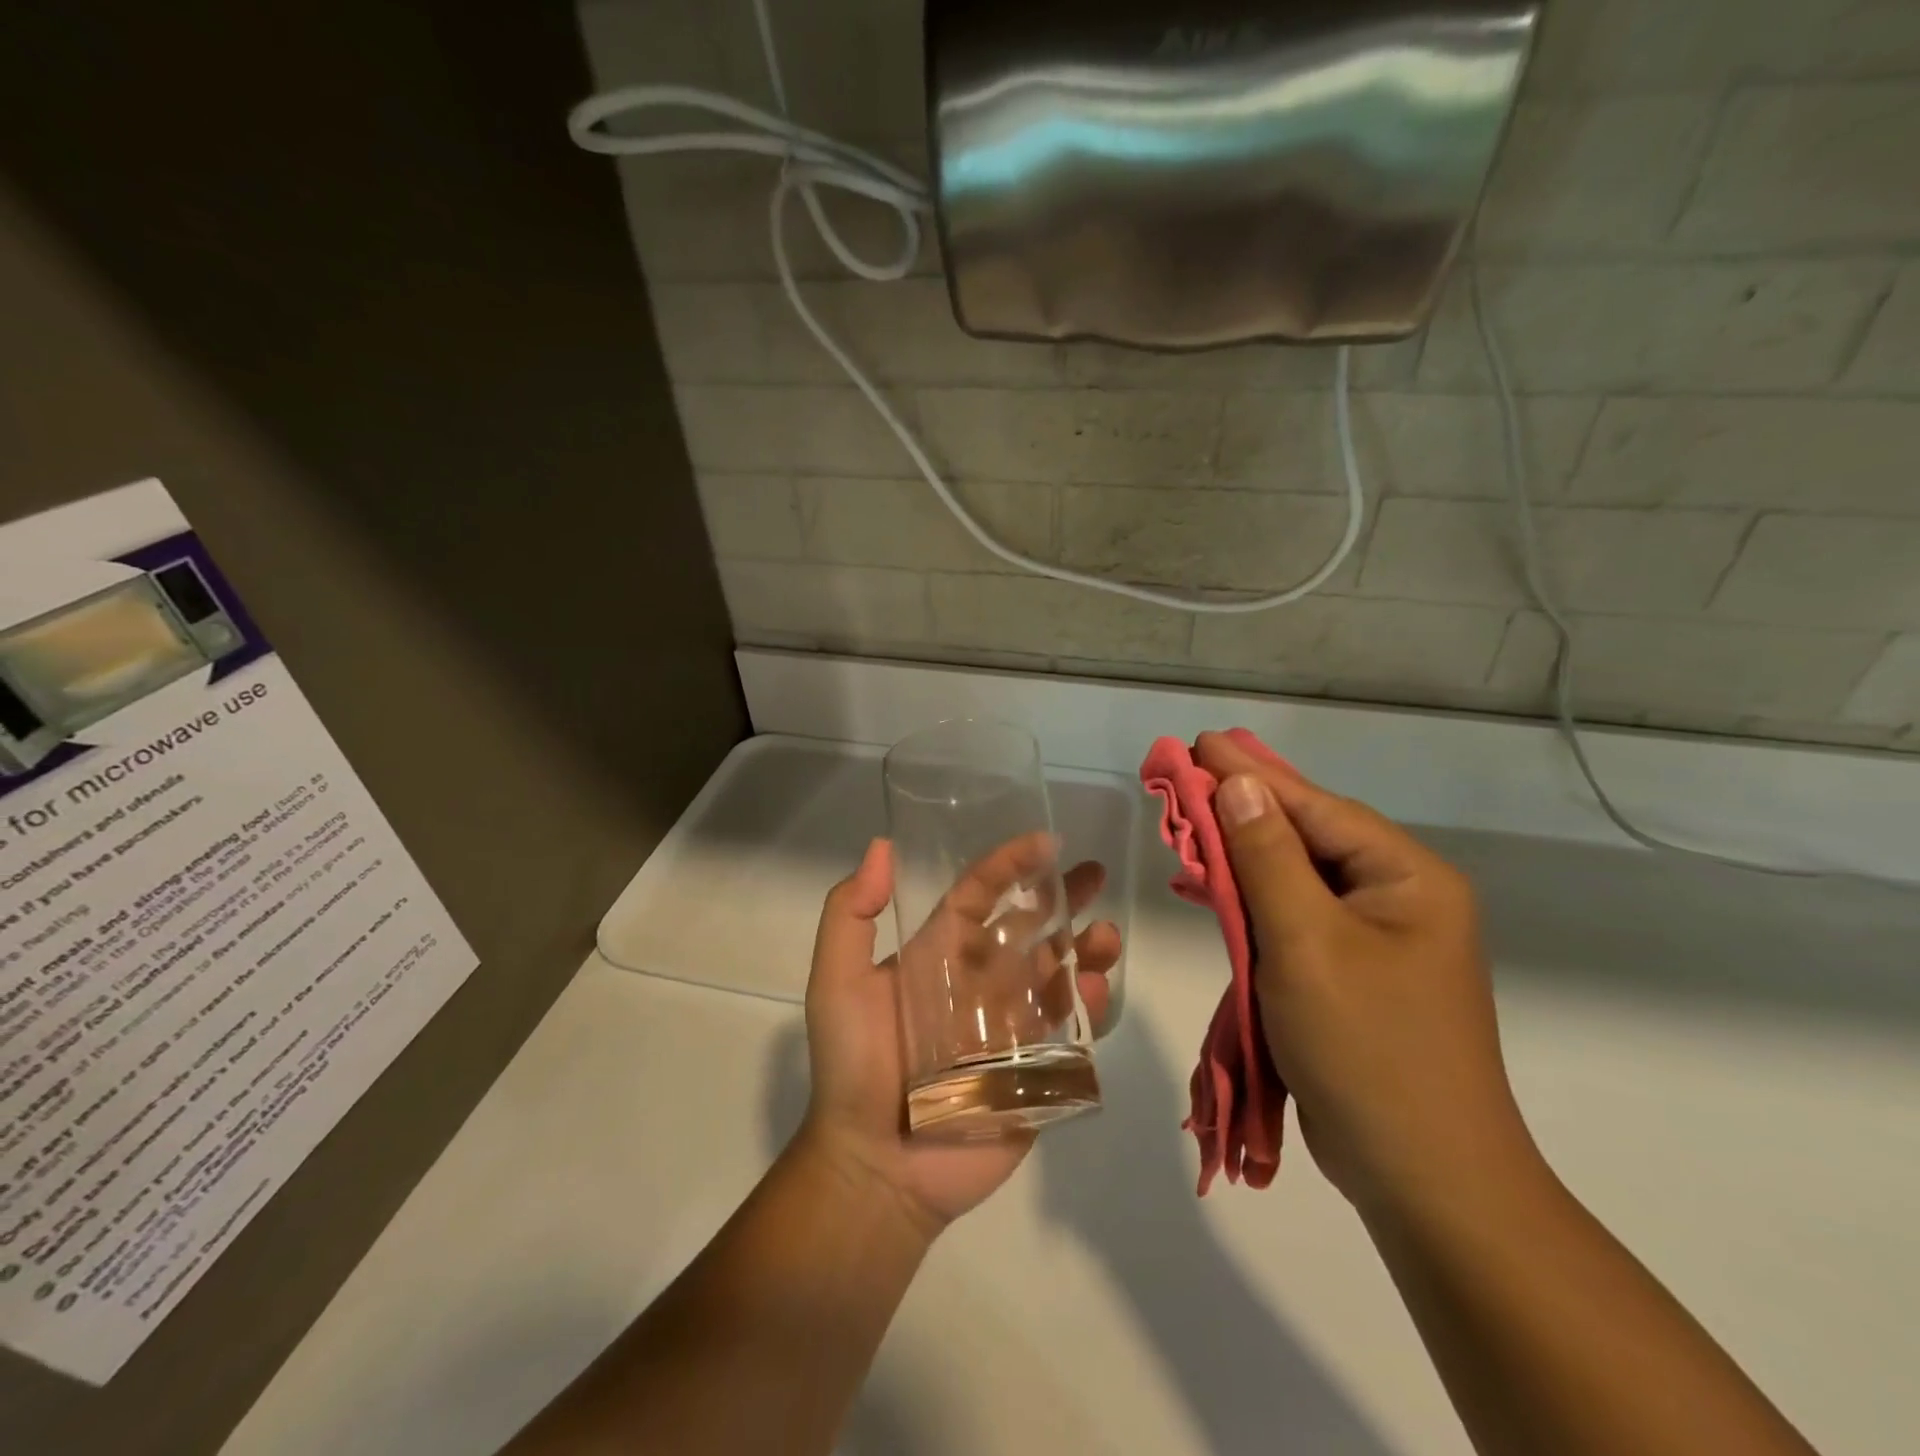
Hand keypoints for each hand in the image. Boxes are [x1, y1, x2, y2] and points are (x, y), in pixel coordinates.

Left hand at [796, 838, 1119, 1235]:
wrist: (874, 1166)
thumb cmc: (854, 1066)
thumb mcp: (837, 981)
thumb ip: (850, 913)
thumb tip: (882, 846)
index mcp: (939, 955)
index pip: (979, 895)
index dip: (1009, 864)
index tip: (1045, 841)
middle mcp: (980, 981)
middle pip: (1030, 928)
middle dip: (1063, 898)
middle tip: (1095, 874)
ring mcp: (1011, 1025)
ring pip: (1058, 974)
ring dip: (1085, 949)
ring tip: (1106, 936)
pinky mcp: (1035, 1070)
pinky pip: (1069, 1030)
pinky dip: (1089, 1006)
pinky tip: (1097, 990)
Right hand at [1194, 732, 1540, 1218]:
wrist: (1424, 1178)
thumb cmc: (1367, 1048)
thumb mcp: (1307, 943)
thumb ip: (1269, 859)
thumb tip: (1239, 786)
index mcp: (1406, 878)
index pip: (1315, 807)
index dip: (1251, 774)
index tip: (1198, 743)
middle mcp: (1397, 898)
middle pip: (1307, 836)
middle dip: (1242, 810)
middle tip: (1186, 776)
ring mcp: (1376, 938)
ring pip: (1295, 878)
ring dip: (1241, 855)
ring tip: (1189, 826)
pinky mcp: (1350, 973)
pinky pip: (1293, 918)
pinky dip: (1250, 902)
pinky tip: (1212, 890)